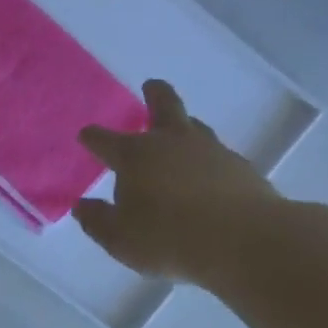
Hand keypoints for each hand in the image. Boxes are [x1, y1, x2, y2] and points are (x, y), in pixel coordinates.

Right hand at [72, 80, 287, 286]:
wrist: (245, 241)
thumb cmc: (169, 238)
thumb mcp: (119, 238)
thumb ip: (97, 221)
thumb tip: (83, 206)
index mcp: (134, 155)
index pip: (104, 139)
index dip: (92, 137)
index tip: (86, 136)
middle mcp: (171, 142)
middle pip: (163, 105)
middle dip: (154, 94)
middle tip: (151, 86)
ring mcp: (210, 151)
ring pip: (194, 126)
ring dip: (184, 125)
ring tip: (181, 131)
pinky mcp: (240, 168)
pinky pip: (218, 154)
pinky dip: (208, 159)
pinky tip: (208, 174)